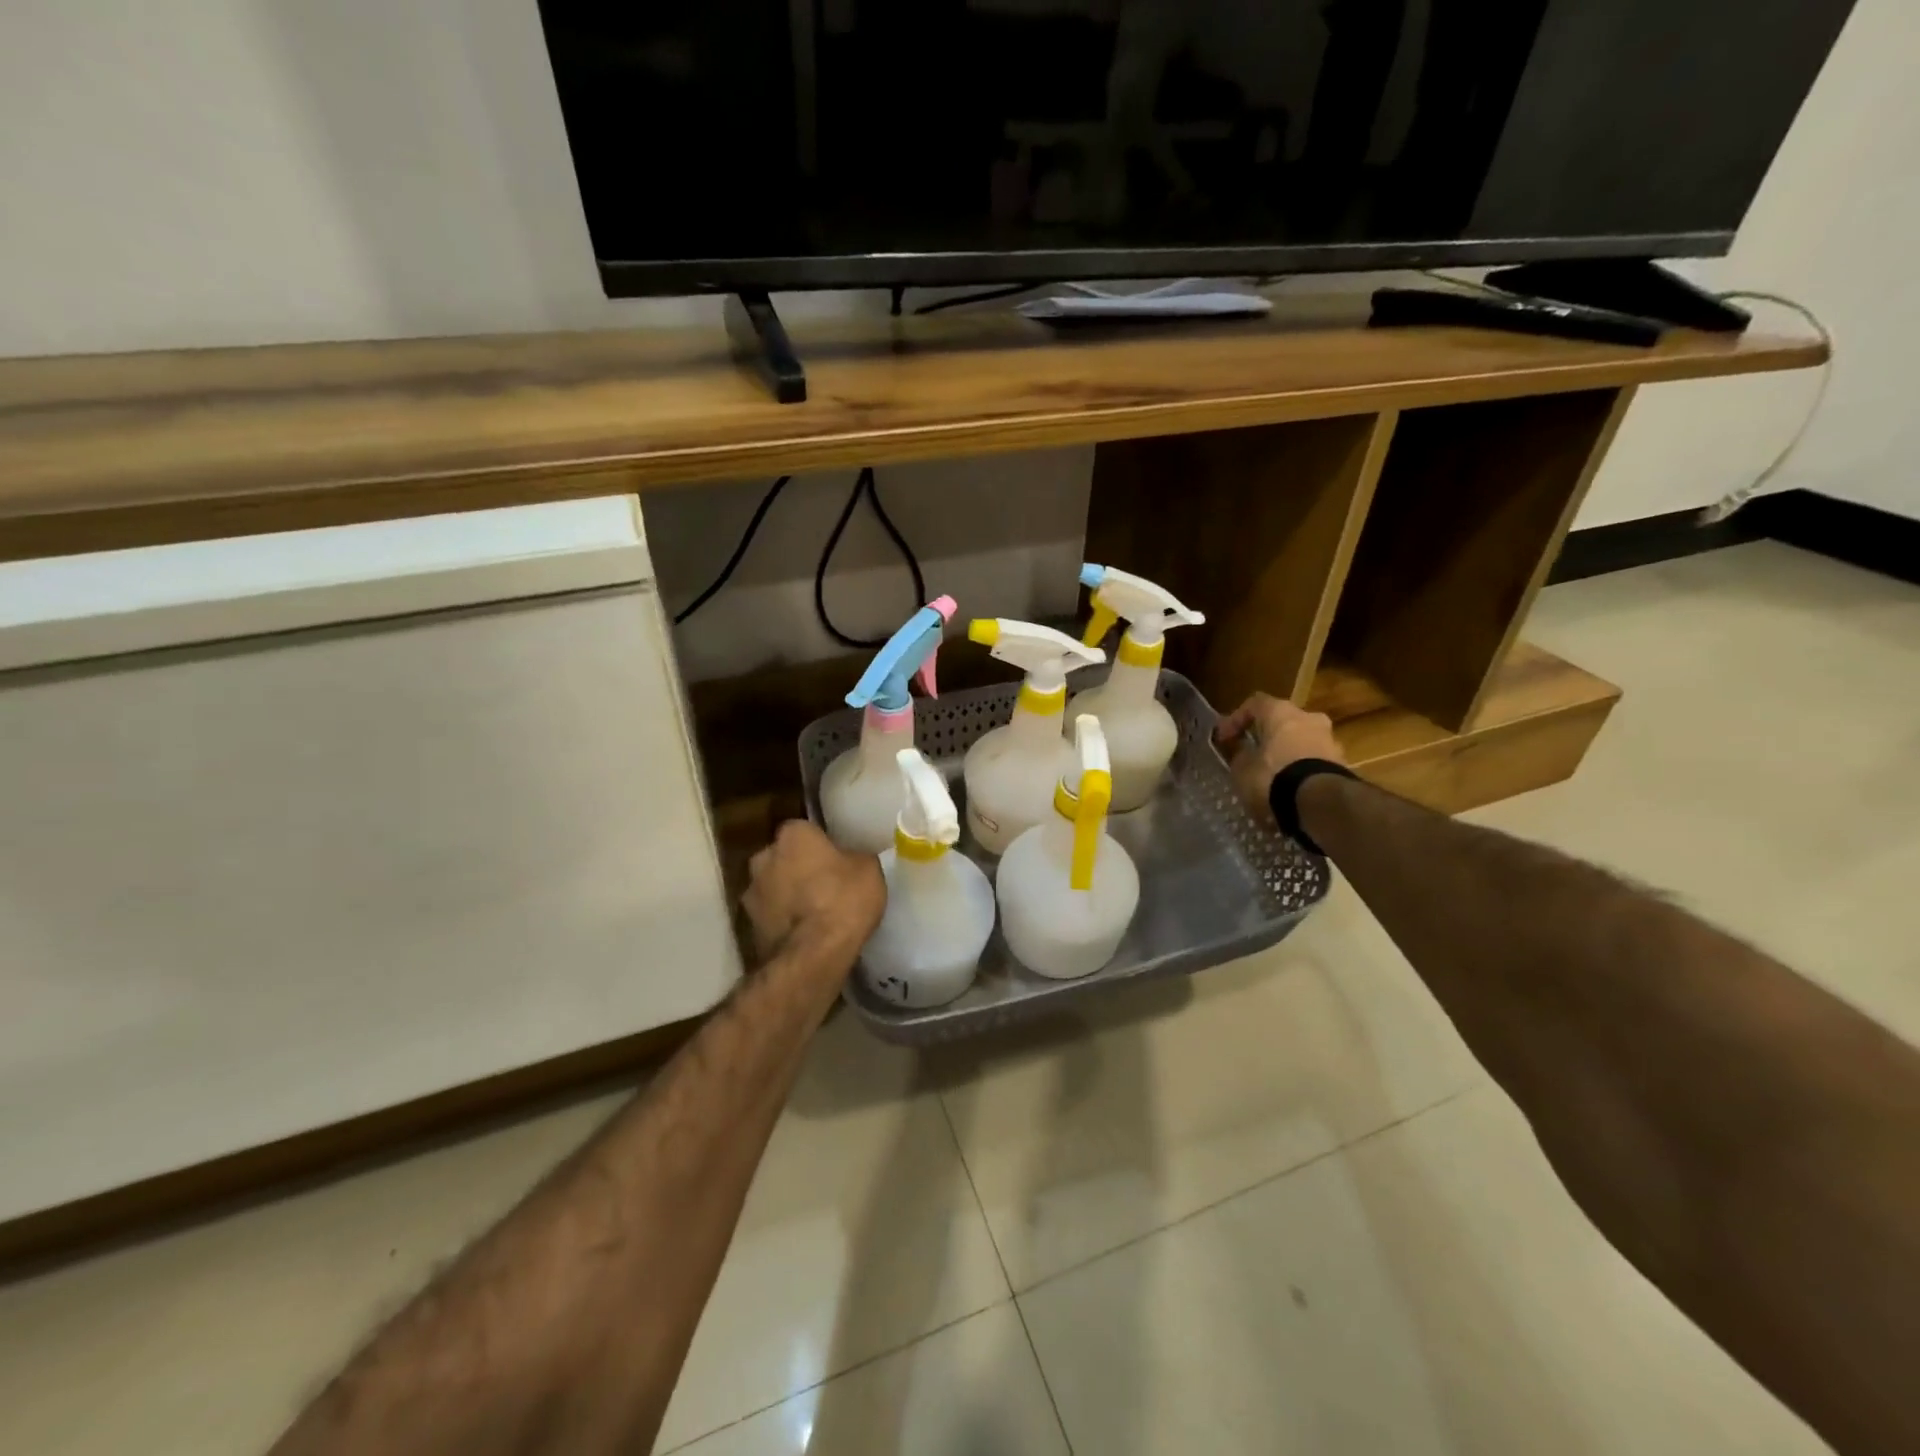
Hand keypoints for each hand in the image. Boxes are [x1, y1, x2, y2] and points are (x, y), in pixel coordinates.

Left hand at [743, 821, 885, 964]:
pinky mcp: (748, 926)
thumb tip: (849, 861)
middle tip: (824, 884)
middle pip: (783, 857)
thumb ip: (855, 858)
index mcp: (793, 835)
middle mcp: (764, 857)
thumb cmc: (843, 900)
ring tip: (814, 913)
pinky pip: (771, 915)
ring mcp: (751, 892)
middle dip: (798, 867)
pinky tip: (804, 934)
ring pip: (773, 886)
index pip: (804, 830)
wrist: (812, 956)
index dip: (819, 844)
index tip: (835, 858)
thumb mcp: (869, 870)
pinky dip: (783, 921)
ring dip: (787, 895)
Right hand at [1215, 693, 1344, 816]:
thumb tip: (1244, 753)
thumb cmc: (1274, 777)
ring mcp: (1330, 740)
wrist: (1321, 804)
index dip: (1235, 719)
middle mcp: (1309, 718)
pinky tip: (1290, 790)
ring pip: (1301, 742)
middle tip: (1252, 754)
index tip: (1223, 738)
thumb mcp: (1242, 769)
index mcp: (1282, 712)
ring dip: (1286, 755)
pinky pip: (1314, 762)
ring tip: (1272, 777)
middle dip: (1266, 737)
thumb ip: (1240, 756)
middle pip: (1283, 722)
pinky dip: (1300, 771)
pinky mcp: (1342, 765)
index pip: (1254, 703)